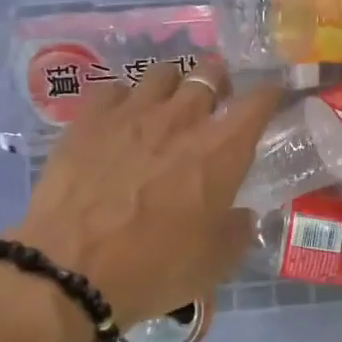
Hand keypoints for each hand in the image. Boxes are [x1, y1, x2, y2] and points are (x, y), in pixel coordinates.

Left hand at [11, 57, 280, 327]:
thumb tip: (242, 215)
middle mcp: (182, 119)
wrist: (71, 269)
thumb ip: (237, 231)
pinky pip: (114, 88)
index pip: (258, 101)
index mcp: (222, 151)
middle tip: (215, 99)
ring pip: (162, 72)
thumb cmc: (154, 268)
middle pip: (209, 73)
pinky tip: (120, 116)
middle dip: (219, 80)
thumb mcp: (214, 263)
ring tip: (168, 102)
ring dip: (173, 83)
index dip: (270, 94)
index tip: (271, 97)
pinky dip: (124, 98)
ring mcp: (132, 113)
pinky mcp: (89, 119)